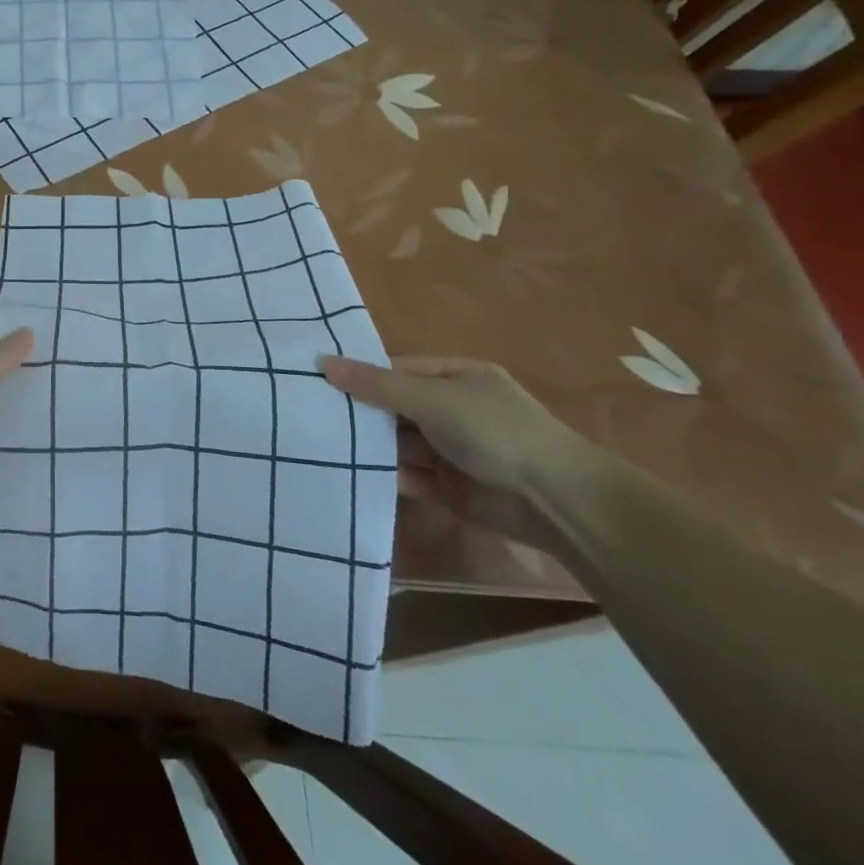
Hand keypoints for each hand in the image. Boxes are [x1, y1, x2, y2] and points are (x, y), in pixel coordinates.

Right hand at [321, 355, 592, 551]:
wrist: (554, 501)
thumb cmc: (494, 431)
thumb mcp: (432, 399)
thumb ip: (376, 385)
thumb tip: (323, 362)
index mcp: (456, 377)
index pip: (397, 369)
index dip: (361, 373)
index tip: (317, 379)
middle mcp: (452, 409)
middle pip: (394, 406)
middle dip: (360, 411)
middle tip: (309, 412)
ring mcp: (451, 448)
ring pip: (398, 441)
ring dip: (369, 444)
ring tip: (321, 442)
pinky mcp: (447, 486)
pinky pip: (408, 474)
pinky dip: (385, 474)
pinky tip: (350, 472)